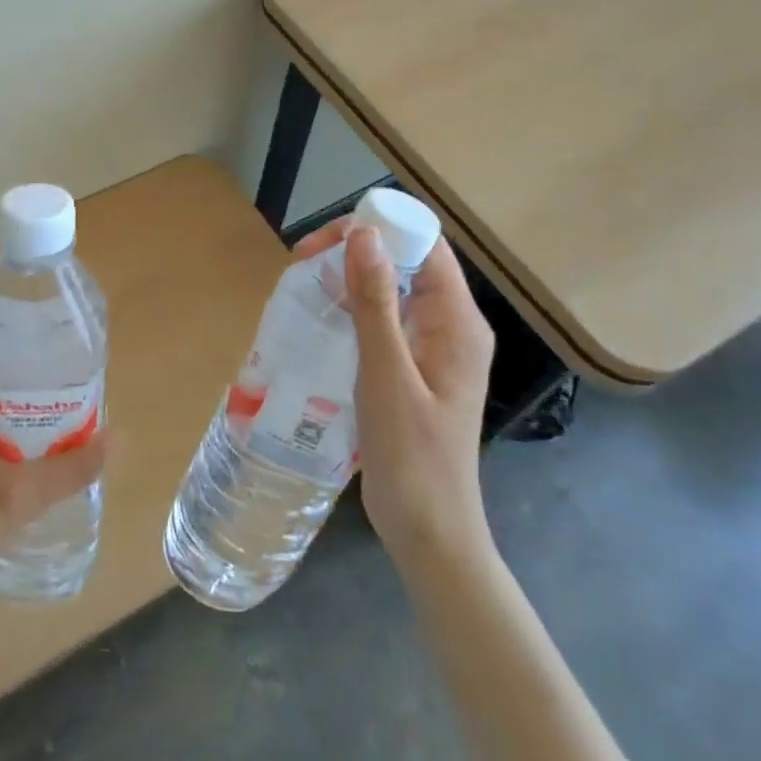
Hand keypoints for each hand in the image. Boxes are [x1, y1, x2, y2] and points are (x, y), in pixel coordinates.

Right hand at [292, 216, 495, 558]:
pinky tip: (321, 317)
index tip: (325, 239)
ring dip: (351, 277)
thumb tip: (363, 234)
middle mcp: (450, 325)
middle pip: (407, 261)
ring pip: (392, 289)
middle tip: (303, 261)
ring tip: (305, 283)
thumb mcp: (387, 376)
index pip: (425, 245)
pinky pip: (385, 319)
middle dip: (357, 250)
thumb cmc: (413, 458)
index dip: (379, 229)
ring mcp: (432, 347)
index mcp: (457, 321)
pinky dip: (353, 307)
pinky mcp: (413, 368)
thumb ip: (375, 303)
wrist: (429, 532)